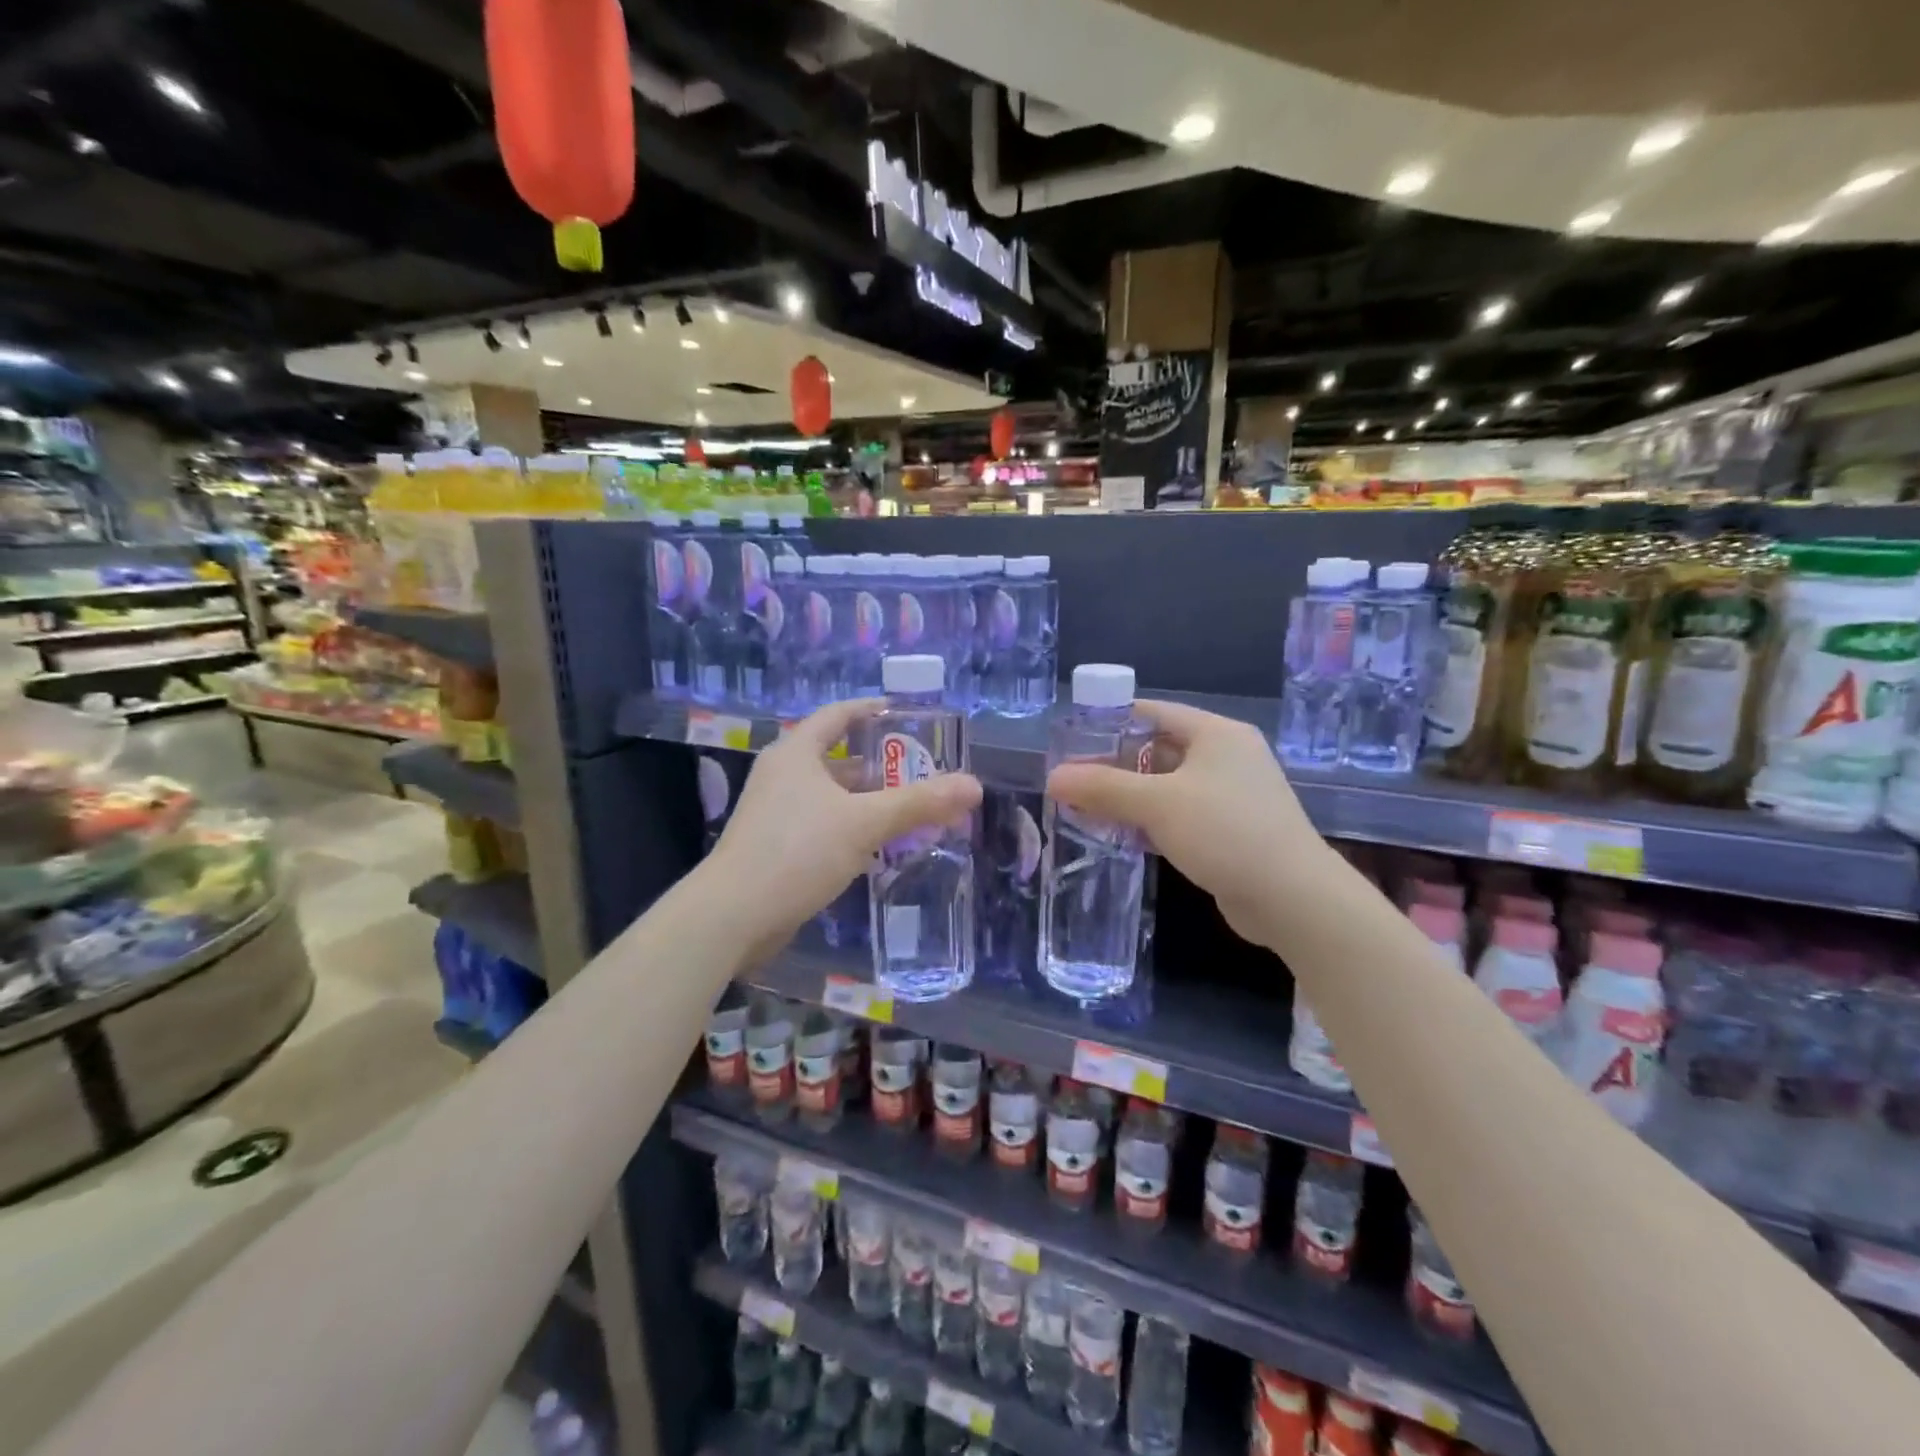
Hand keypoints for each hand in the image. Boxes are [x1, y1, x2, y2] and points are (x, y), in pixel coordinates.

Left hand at [709, 699, 981, 951]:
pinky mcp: (776, 847)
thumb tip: (974, 786)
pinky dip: (851, 828)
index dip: (871, 711)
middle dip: (880, 765)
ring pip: (832, 796)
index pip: (838, 715)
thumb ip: (919, 803)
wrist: (733, 915)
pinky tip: (879, 847)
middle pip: (838, 758)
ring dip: (868, 801)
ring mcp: (775, 812)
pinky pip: (822, 825)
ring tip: (910, 809)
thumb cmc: (798, 851)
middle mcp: (783, 775)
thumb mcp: (864, 822)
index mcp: (796, 753)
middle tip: (922, 772)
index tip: (905, 714)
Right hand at [1046, 700, 1325, 944]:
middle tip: (1072, 779)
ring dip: (1129, 796)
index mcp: (1216, 733)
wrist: (1293, 898)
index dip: (1110, 721)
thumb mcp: (1157, 803)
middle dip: (1114, 764)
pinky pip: (1180, 813)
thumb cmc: (1226, 831)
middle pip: (1158, 749)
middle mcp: (1226, 756)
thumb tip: (1052, 777)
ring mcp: (1231, 794)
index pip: (1152, 711)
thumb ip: (1103, 788)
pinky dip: (1150, 820)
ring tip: (1085, 807)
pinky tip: (1120, 835)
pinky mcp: (1231, 829)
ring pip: (1167, 785)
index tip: (1071, 739)